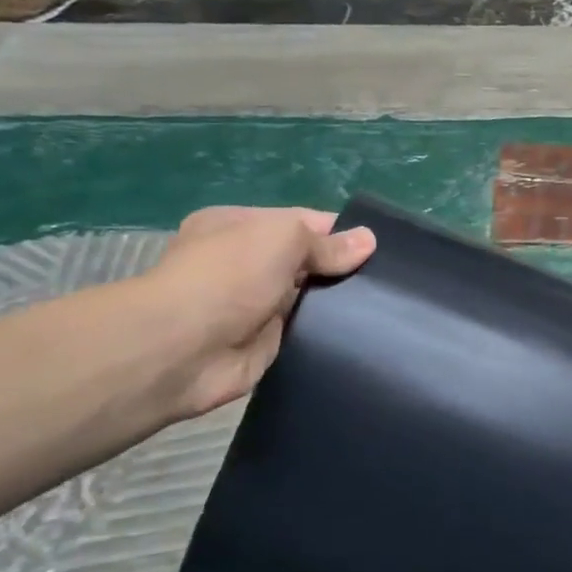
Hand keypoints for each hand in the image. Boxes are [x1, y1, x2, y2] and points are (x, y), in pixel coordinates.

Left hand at [137, 206, 375, 418]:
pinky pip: (307, 332)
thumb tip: (369, 240)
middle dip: (343, 268)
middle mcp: (246, 263)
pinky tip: (364, 332)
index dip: (341, 232)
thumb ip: (327, 243)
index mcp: (240, 226)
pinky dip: (329, 332)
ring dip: (338, 302)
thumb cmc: (229, 276)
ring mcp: (255, 305)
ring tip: (387, 305)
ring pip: (310, 297)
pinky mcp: (266, 343)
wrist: (182, 349)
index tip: (380, 247)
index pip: (303, 222)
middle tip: (390, 279)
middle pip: (308, 260)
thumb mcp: (283, 239)